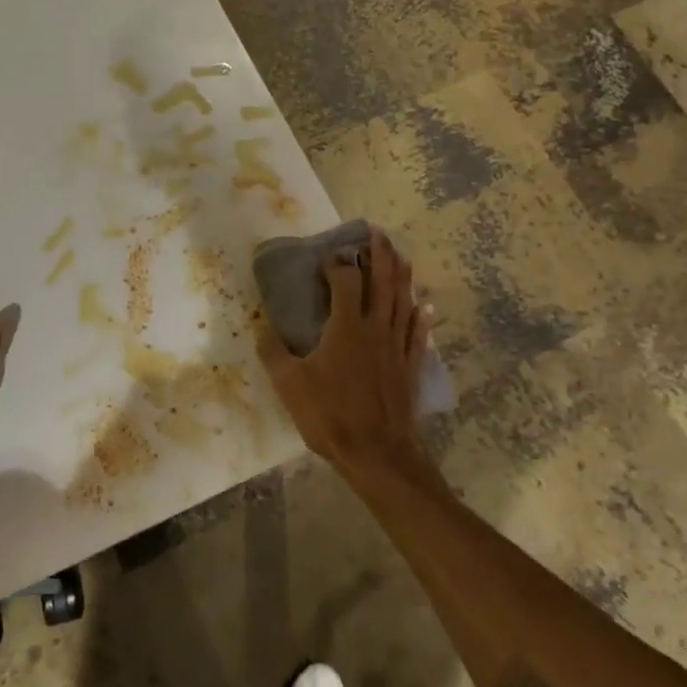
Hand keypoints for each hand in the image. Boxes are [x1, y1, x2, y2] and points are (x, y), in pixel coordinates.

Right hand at [256, 227, 434, 478]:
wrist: (377, 453)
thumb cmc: (330, 415)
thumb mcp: (289, 384)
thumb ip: (273, 352)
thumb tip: (262, 327)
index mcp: (347, 327)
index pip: (345, 281)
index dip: (337, 264)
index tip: (326, 257)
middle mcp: (376, 328)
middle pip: (384, 281)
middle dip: (380, 254)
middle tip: (377, 233)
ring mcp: (398, 347)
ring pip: (404, 301)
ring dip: (402, 275)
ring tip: (400, 255)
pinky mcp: (411, 366)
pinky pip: (419, 334)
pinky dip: (422, 316)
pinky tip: (425, 306)